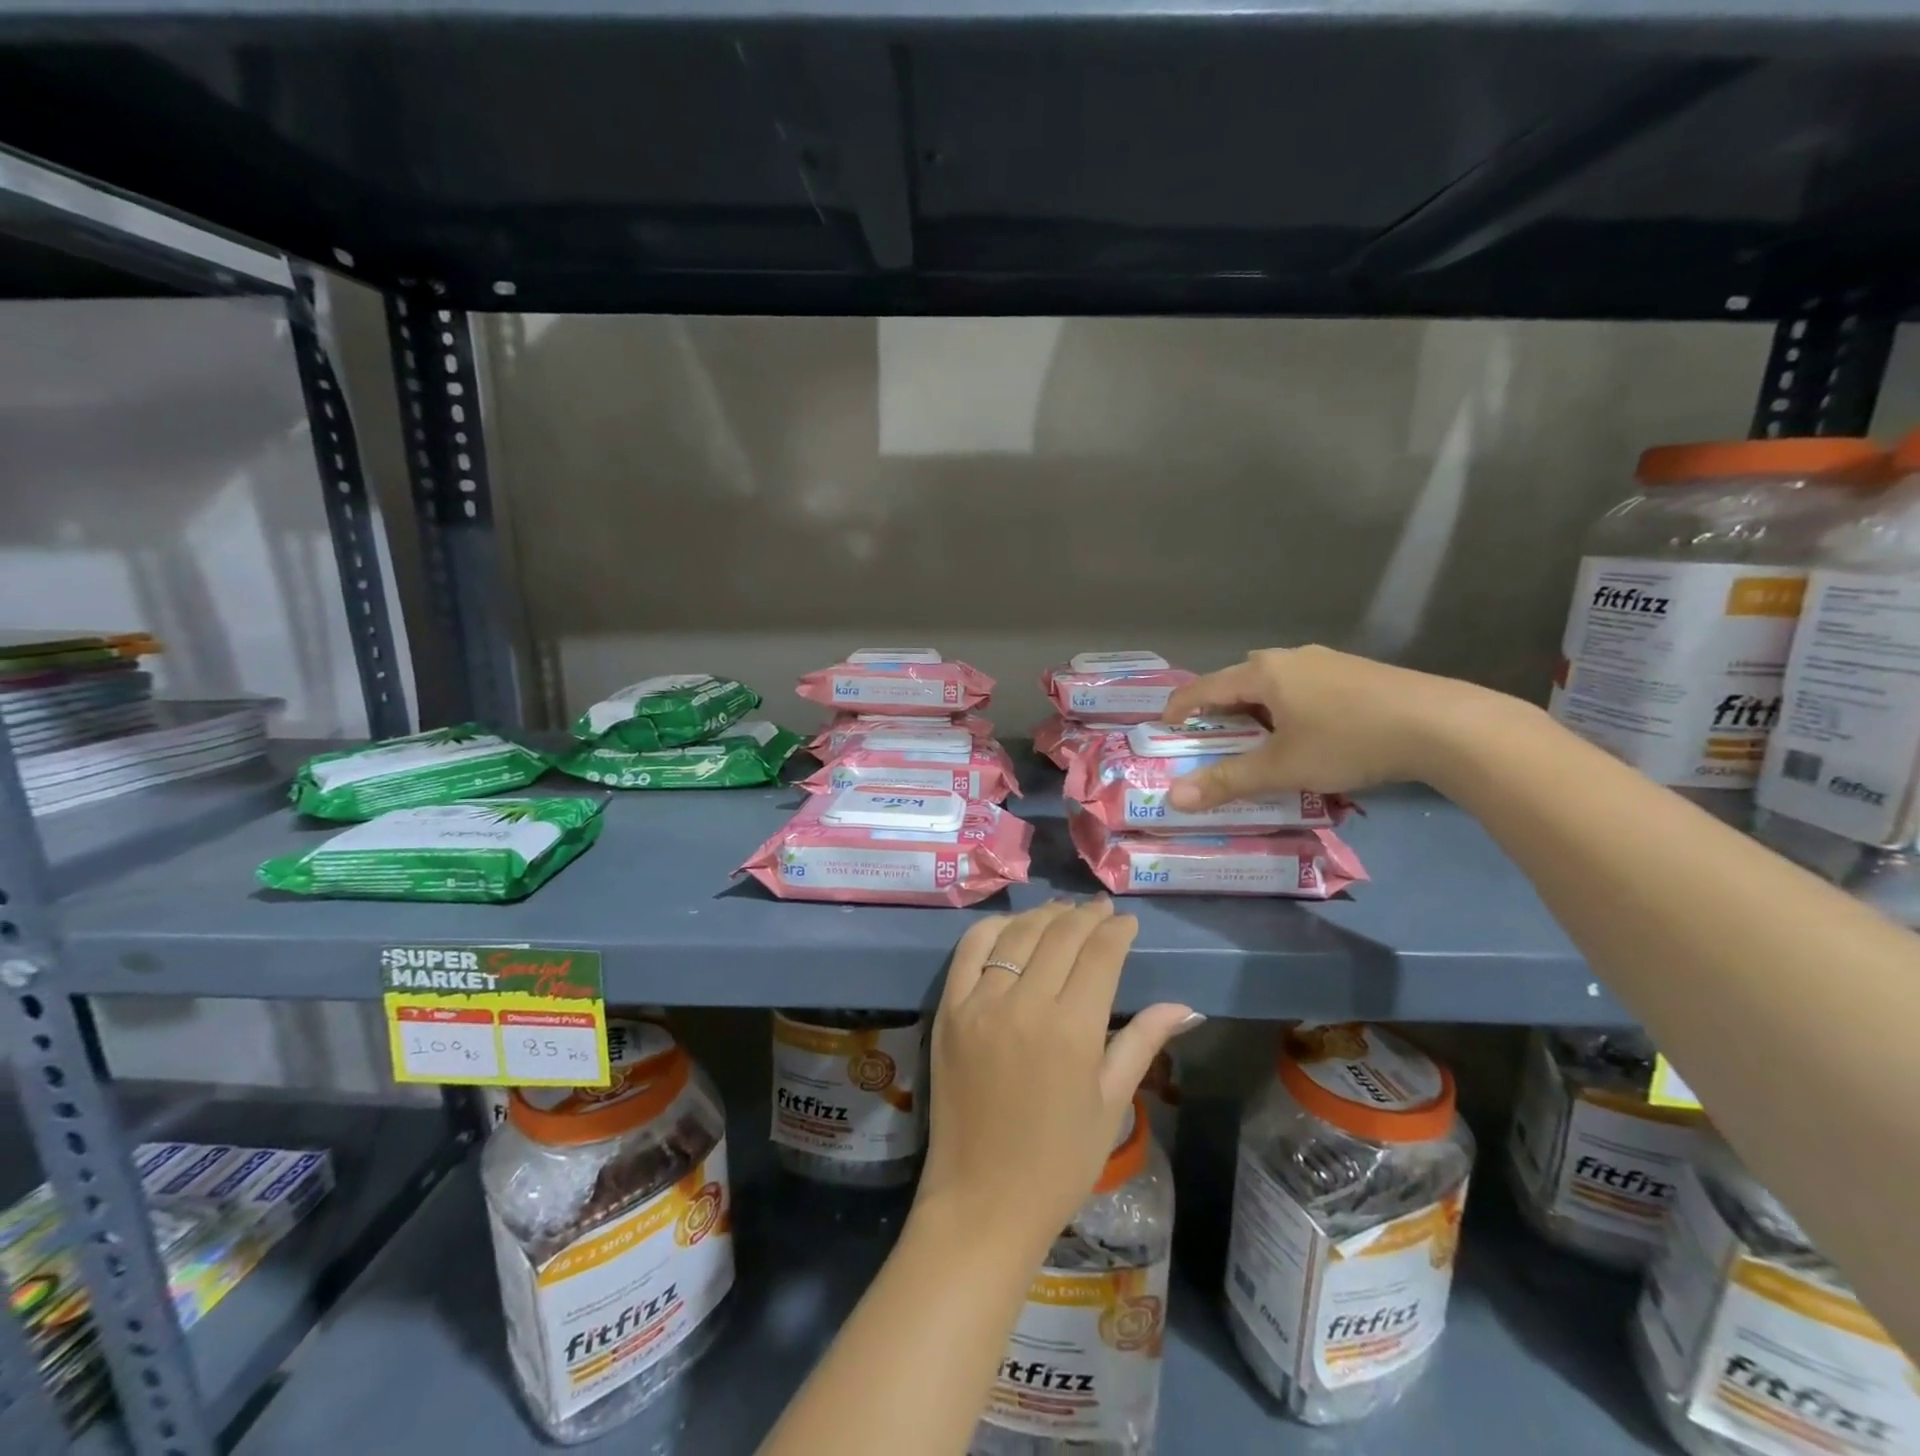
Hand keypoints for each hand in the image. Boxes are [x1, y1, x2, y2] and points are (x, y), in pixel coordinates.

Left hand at [918, 899, 1196, 1253]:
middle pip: (1061, 935)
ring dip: (1044, 915)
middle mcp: (1025, 1004)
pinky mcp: (949, 1009)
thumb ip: (1142, 1043)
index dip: (1116, 930)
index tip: (1126, 922)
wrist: (983, 1200)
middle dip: (1086, 916)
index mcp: (1073, 1030)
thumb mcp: (1110, 1104)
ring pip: (1017, 934)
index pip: (1100, 954)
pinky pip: (970, 950)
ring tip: (1063, 911)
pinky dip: (994, 929)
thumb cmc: (1058, 1163)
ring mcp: (981, 1003)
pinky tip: (1013, 927)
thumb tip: (1185, 1006)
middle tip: (1100, 910)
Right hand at [1161, 645, 1482, 808]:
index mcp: (1264, 672)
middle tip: (1217, 738)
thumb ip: (1227, 781)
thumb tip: (1174, 799)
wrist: (1442, 724)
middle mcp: (1291, 658)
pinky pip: (1305, 686)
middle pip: (1240, 678)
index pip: (1204, 686)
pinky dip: (1290, 707)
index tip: (1164, 728)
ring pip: (1276, 682)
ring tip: (1262, 740)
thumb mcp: (1282, 768)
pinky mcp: (1357, 672)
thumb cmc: (1347, 740)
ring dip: (1259, 707)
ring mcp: (1327, 661)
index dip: (1179, 708)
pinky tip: (1310, 734)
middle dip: (1221, 707)